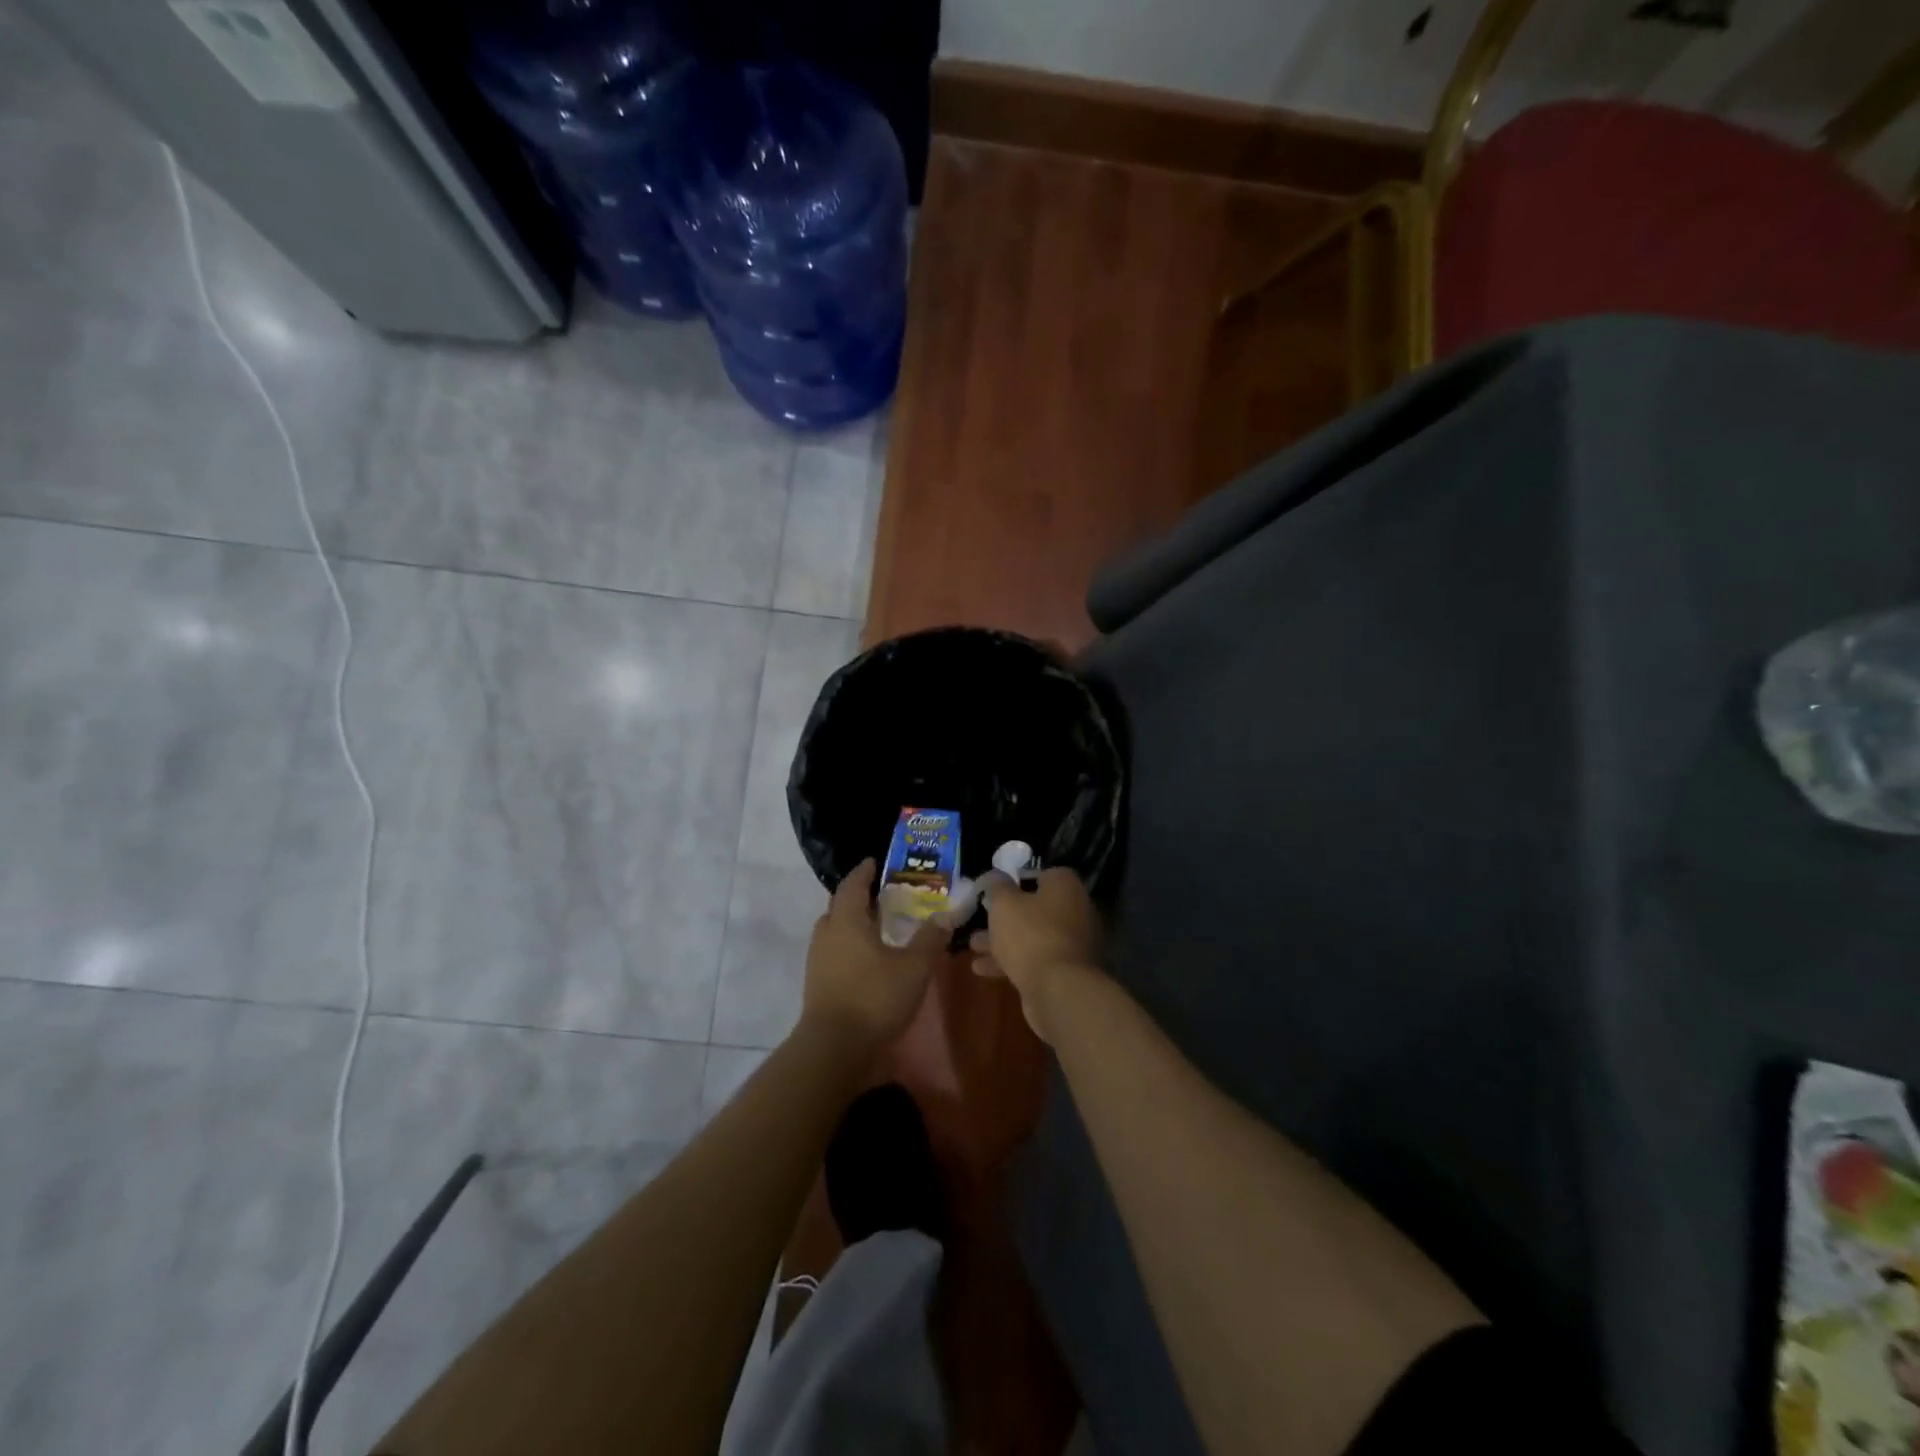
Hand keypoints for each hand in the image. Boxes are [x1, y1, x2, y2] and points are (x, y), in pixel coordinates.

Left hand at [802, 860, 942, 1052]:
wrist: (833, 1047)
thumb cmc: (874, 997)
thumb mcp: (913, 967)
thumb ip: (930, 939)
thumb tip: (945, 916)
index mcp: (847, 920)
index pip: (852, 885)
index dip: (864, 872)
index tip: (874, 863)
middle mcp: (827, 934)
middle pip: (840, 906)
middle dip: (859, 898)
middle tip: (883, 895)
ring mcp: (818, 960)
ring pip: (835, 931)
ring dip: (853, 924)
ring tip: (879, 927)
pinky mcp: (817, 984)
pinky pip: (834, 952)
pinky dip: (849, 947)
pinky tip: (869, 959)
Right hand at [970, 868, 1101, 1042]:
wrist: (1058, 990)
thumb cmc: (1030, 935)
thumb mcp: (1004, 903)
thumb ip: (996, 886)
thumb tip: (995, 876)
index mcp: (1065, 887)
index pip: (1041, 874)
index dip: (1016, 881)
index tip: (994, 890)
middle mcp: (1075, 911)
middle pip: (1035, 908)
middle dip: (1004, 917)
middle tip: (979, 921)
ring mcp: (1072, 944)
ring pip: (1032, 936)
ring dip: (1002, 941)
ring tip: (972, 947)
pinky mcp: (1065, 972)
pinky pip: (1035, 960)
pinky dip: (1011, 962)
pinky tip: (982, 969)